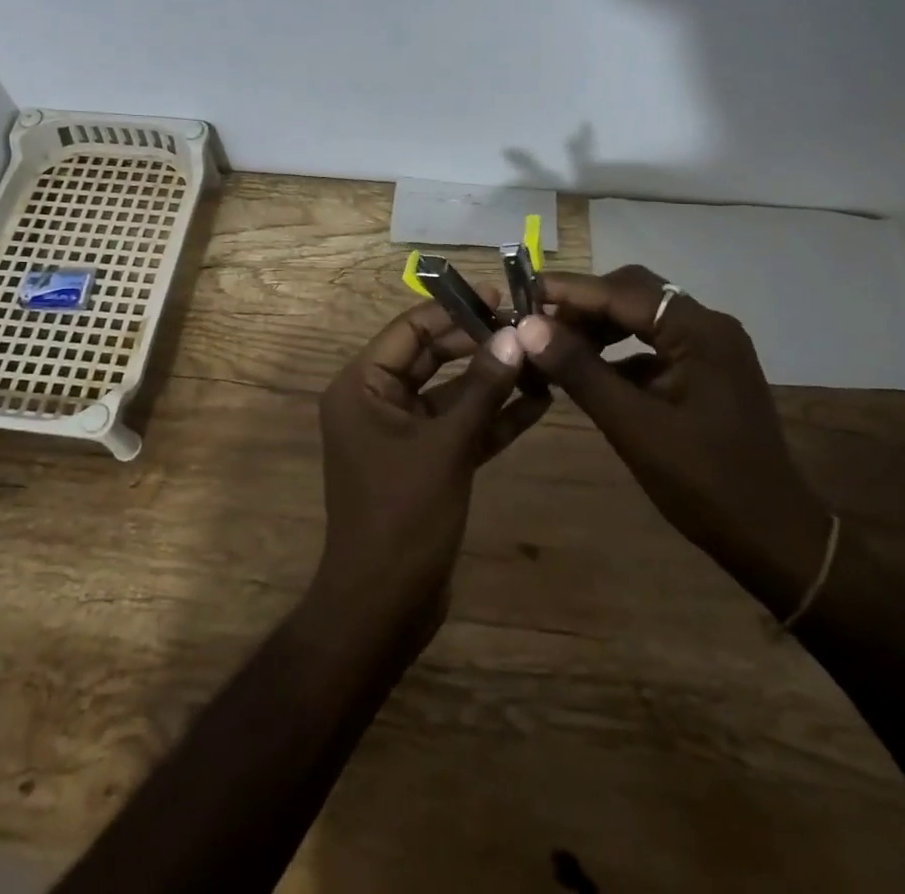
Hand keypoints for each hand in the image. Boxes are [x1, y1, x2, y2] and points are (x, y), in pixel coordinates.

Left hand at [307, 298, 536, 652]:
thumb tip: (514, 336)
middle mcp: (378, 401)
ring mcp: (403, 432)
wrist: (384, 606)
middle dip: (479, 344)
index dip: (454, 311)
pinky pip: (460, 426)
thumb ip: (482, 389)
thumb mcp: (446, 446)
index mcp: (363, 386)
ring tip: (542, 360)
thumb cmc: (403, 516)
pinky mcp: (426, 461)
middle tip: (528, 328)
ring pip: (452, 392)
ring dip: (493, 381)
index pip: (410, 329)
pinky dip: (493, 417)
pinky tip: (538, 403)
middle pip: (432, 356)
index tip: (499, 297)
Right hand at [514, 266, 833, 612]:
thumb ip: (581, 371)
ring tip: (556, 347)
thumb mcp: (634, 427)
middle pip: (634, 293)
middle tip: (537, 324)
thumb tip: (528, 327)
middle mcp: (708, 326)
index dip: (570, 291)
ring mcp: (710, 349)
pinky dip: (618, 352)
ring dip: (599, 327)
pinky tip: (589, 373)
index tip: (523, 292)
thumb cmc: (705, 483)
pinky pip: (653, 345)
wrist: (774, 539)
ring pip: (642, 317)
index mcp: (699, 331)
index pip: (622, 291)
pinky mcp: (706, 372)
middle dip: (584, 305)